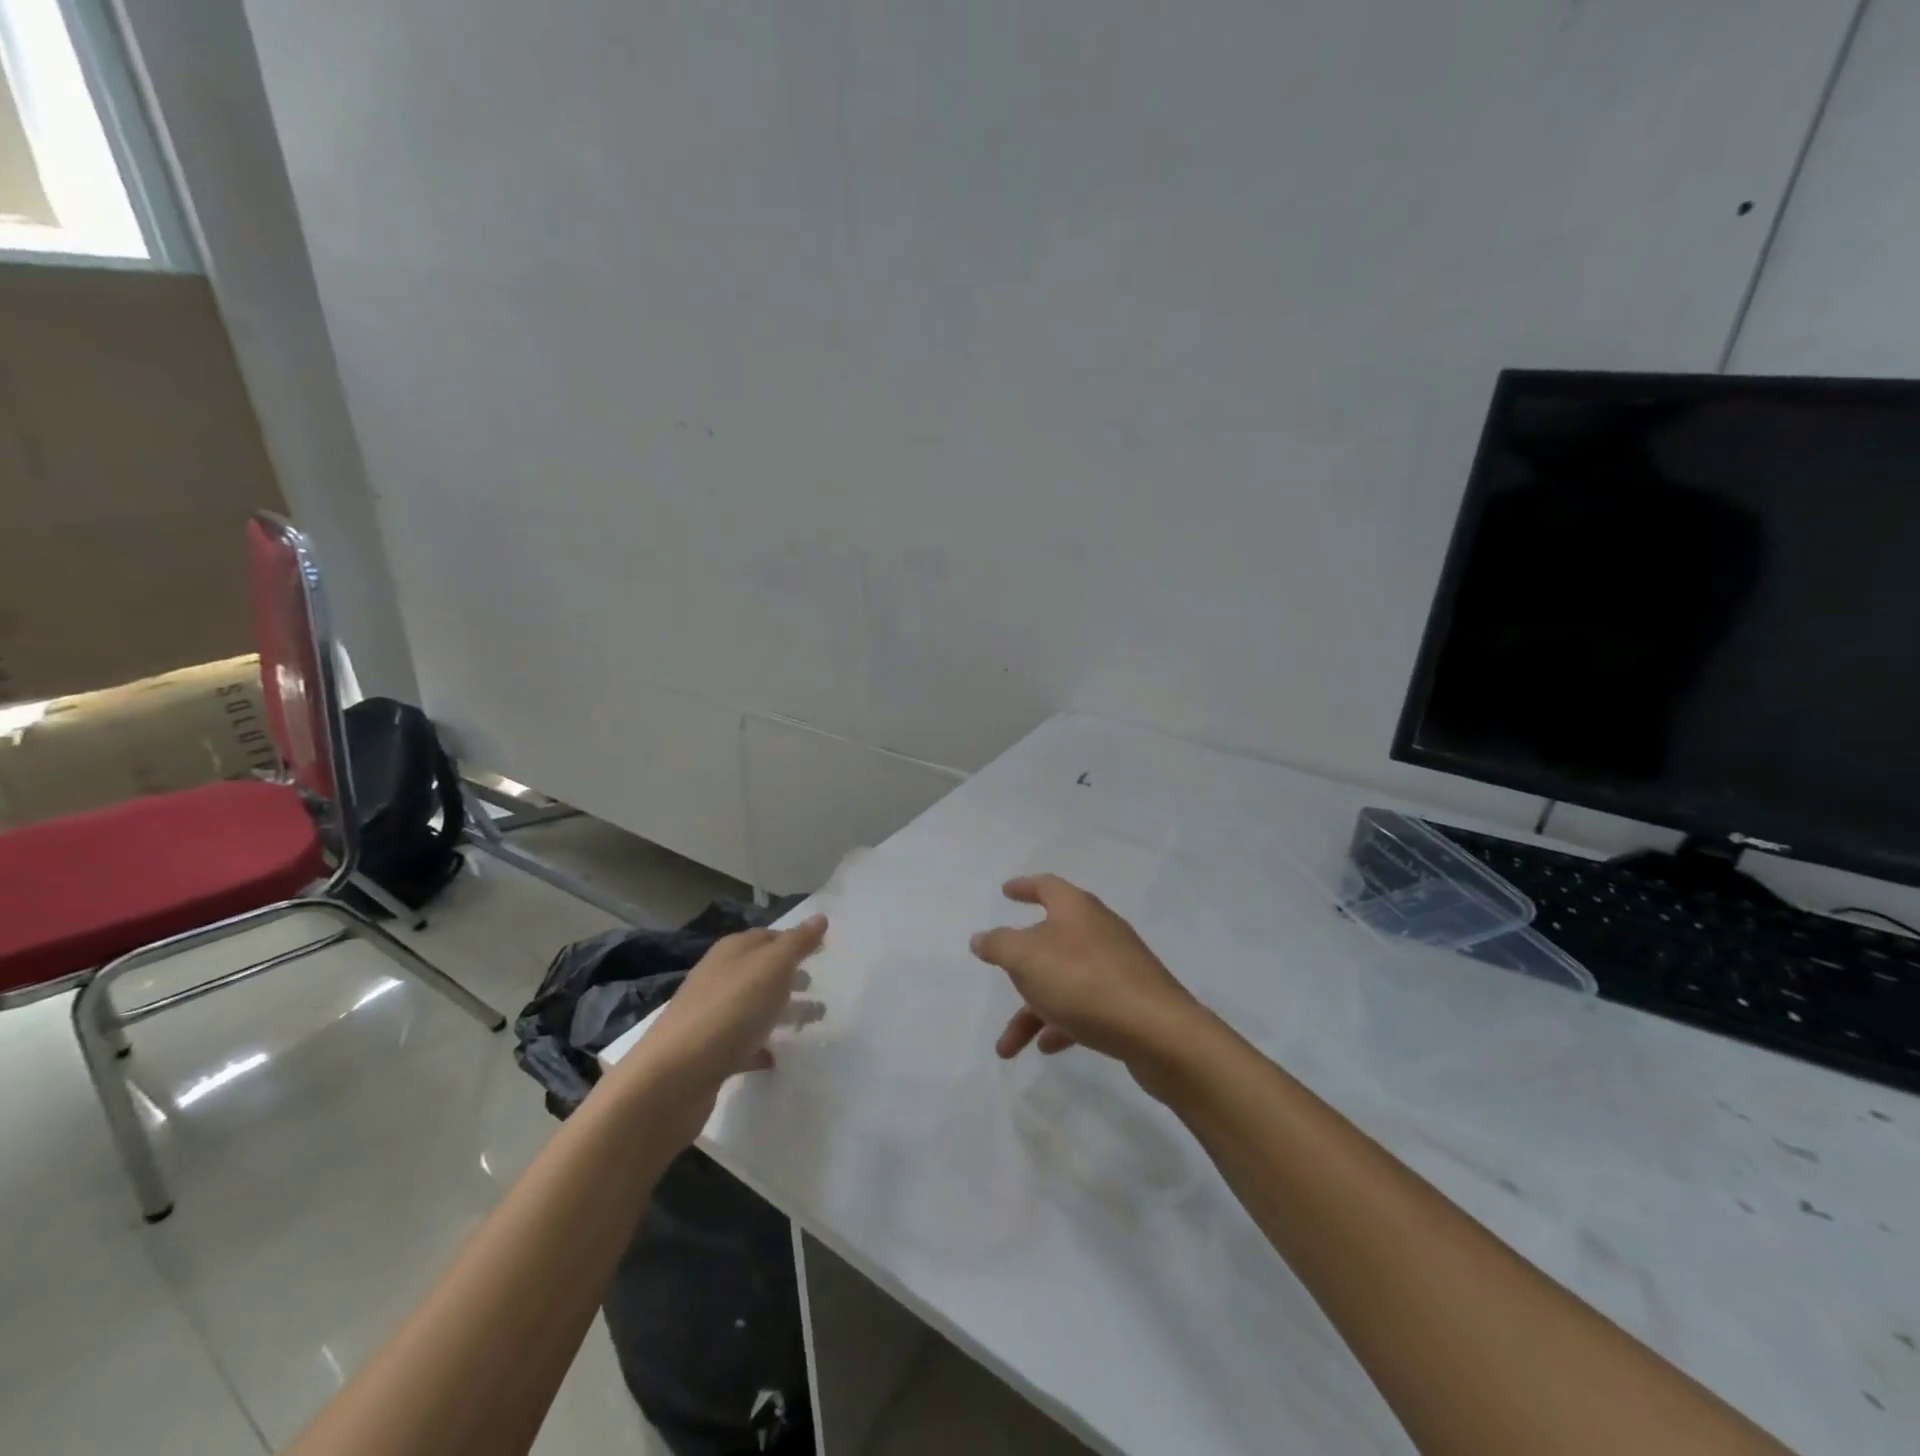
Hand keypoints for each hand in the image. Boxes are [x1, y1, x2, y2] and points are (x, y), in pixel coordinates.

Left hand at [624, 917, 827, 1125]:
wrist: (673, 1077)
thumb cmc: (730, 1010)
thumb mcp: (772, 968)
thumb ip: (797, 943)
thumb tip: (820, 917)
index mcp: (732, 952)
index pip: (767, 936)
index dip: (794, 941)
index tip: (821, 950)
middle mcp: (718, 978)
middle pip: (760, 971)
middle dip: (789, 975)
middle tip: (816, 985)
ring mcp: (710, 1017)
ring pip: (753, 1007)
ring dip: (781, 1010)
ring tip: (812, 1020)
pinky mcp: (708, 1054)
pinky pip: (741, 1044)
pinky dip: (760, 1046)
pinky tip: (775, 1057)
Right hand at [970, 876, 1202, 1065]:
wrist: (1158, 1032)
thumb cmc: (1084, 982)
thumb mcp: (1027, 958)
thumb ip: (999, 945)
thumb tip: (981, 938)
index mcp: (1077, 909)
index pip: (1047, 886)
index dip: (1024, 887)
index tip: (1005, 891)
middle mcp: (1099, 931)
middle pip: (1052, 938)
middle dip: (1022, 963)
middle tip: (1002, 973)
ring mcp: (1117, 966)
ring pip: (1064, 980)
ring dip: (1033, 1009)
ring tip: (1008, 1045)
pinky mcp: (1130, 1001)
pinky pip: (1086, 1006)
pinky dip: (1062, 1022)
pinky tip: (1047, 1047)